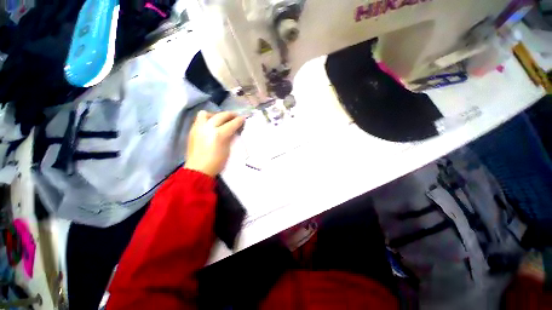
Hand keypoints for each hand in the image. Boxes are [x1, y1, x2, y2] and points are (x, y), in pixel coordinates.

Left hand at [184, 111, 244, 176]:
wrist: (198, 169)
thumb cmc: (216, 162)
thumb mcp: (227, 149)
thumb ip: (230, 137)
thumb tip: (234, 130)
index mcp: (219, 134)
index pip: (232, 123)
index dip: (239, 120)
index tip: (244, 118)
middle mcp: (208, 128)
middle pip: (221, 116)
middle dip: (230, 115)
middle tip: (236, 116)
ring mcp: (198, 128)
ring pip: (207, 113)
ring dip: (216, 114)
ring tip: (220, 119)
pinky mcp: (192, 130)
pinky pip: (200, 119)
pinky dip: (207, 119)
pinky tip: (211, 124)